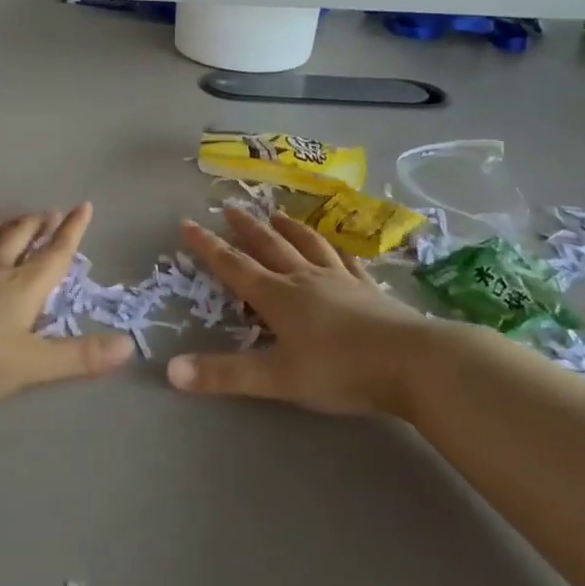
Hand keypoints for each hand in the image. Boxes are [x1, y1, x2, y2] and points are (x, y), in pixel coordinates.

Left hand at [0, 203, 133, 404]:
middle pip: (20, 236)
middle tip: (47, 213)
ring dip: (2, 225)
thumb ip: (79, 356)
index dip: (72, 231)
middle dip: (37, 223)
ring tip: (8, 222)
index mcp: (23, 287)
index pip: (55, 253)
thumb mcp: (32, 364)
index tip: (83, 206)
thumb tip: (129, 345)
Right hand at [165, 207, 450, 416]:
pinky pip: (347, 259)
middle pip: (270, 246)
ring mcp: (340, 280)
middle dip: (246, 228)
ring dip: (289, 228)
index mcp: (278, 297)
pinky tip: (336, 245)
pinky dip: (335, 248)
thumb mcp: (277, 378)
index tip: (187, 222)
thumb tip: (170, 370)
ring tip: (277, 212)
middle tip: (229, 207)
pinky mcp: (369, 289)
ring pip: (308, 245)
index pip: (234, 266)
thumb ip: (224, 375)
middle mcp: (305, 279)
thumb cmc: (340, 370)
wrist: (414, 362)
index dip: (208, 246)